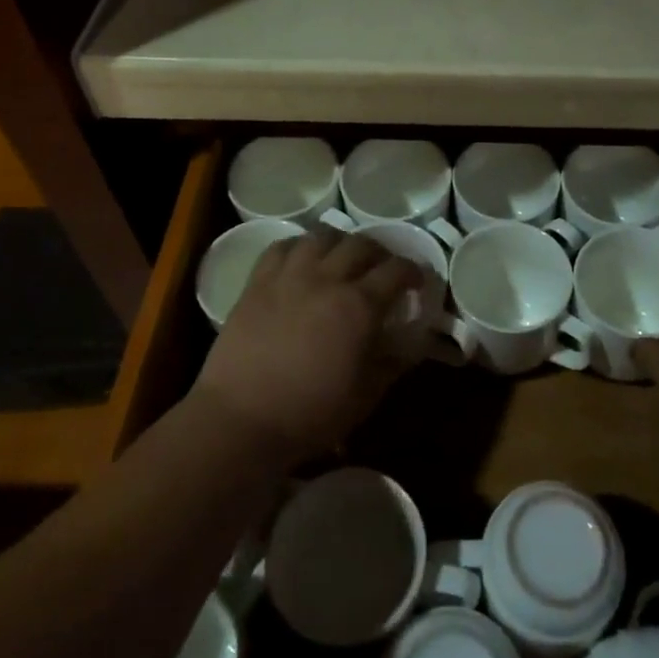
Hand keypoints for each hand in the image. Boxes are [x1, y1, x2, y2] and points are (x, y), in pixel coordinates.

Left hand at [193, 228, 425, 464]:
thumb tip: (413, 344)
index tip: (417, 282)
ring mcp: (289, 276)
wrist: (240, 420)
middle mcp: (327, 279)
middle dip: (379, 253)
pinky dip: (299, 246)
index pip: (397, 270)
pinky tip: (302, 259)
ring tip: (342, 258)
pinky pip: (281, 247)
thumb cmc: (309, 414)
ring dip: (340, 243)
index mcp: (359, 306)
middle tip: (382, 269)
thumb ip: (393, 363)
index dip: (413, 271)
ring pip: (321, 236)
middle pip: (361, 245)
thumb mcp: (365, 395)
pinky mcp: (257, 282)